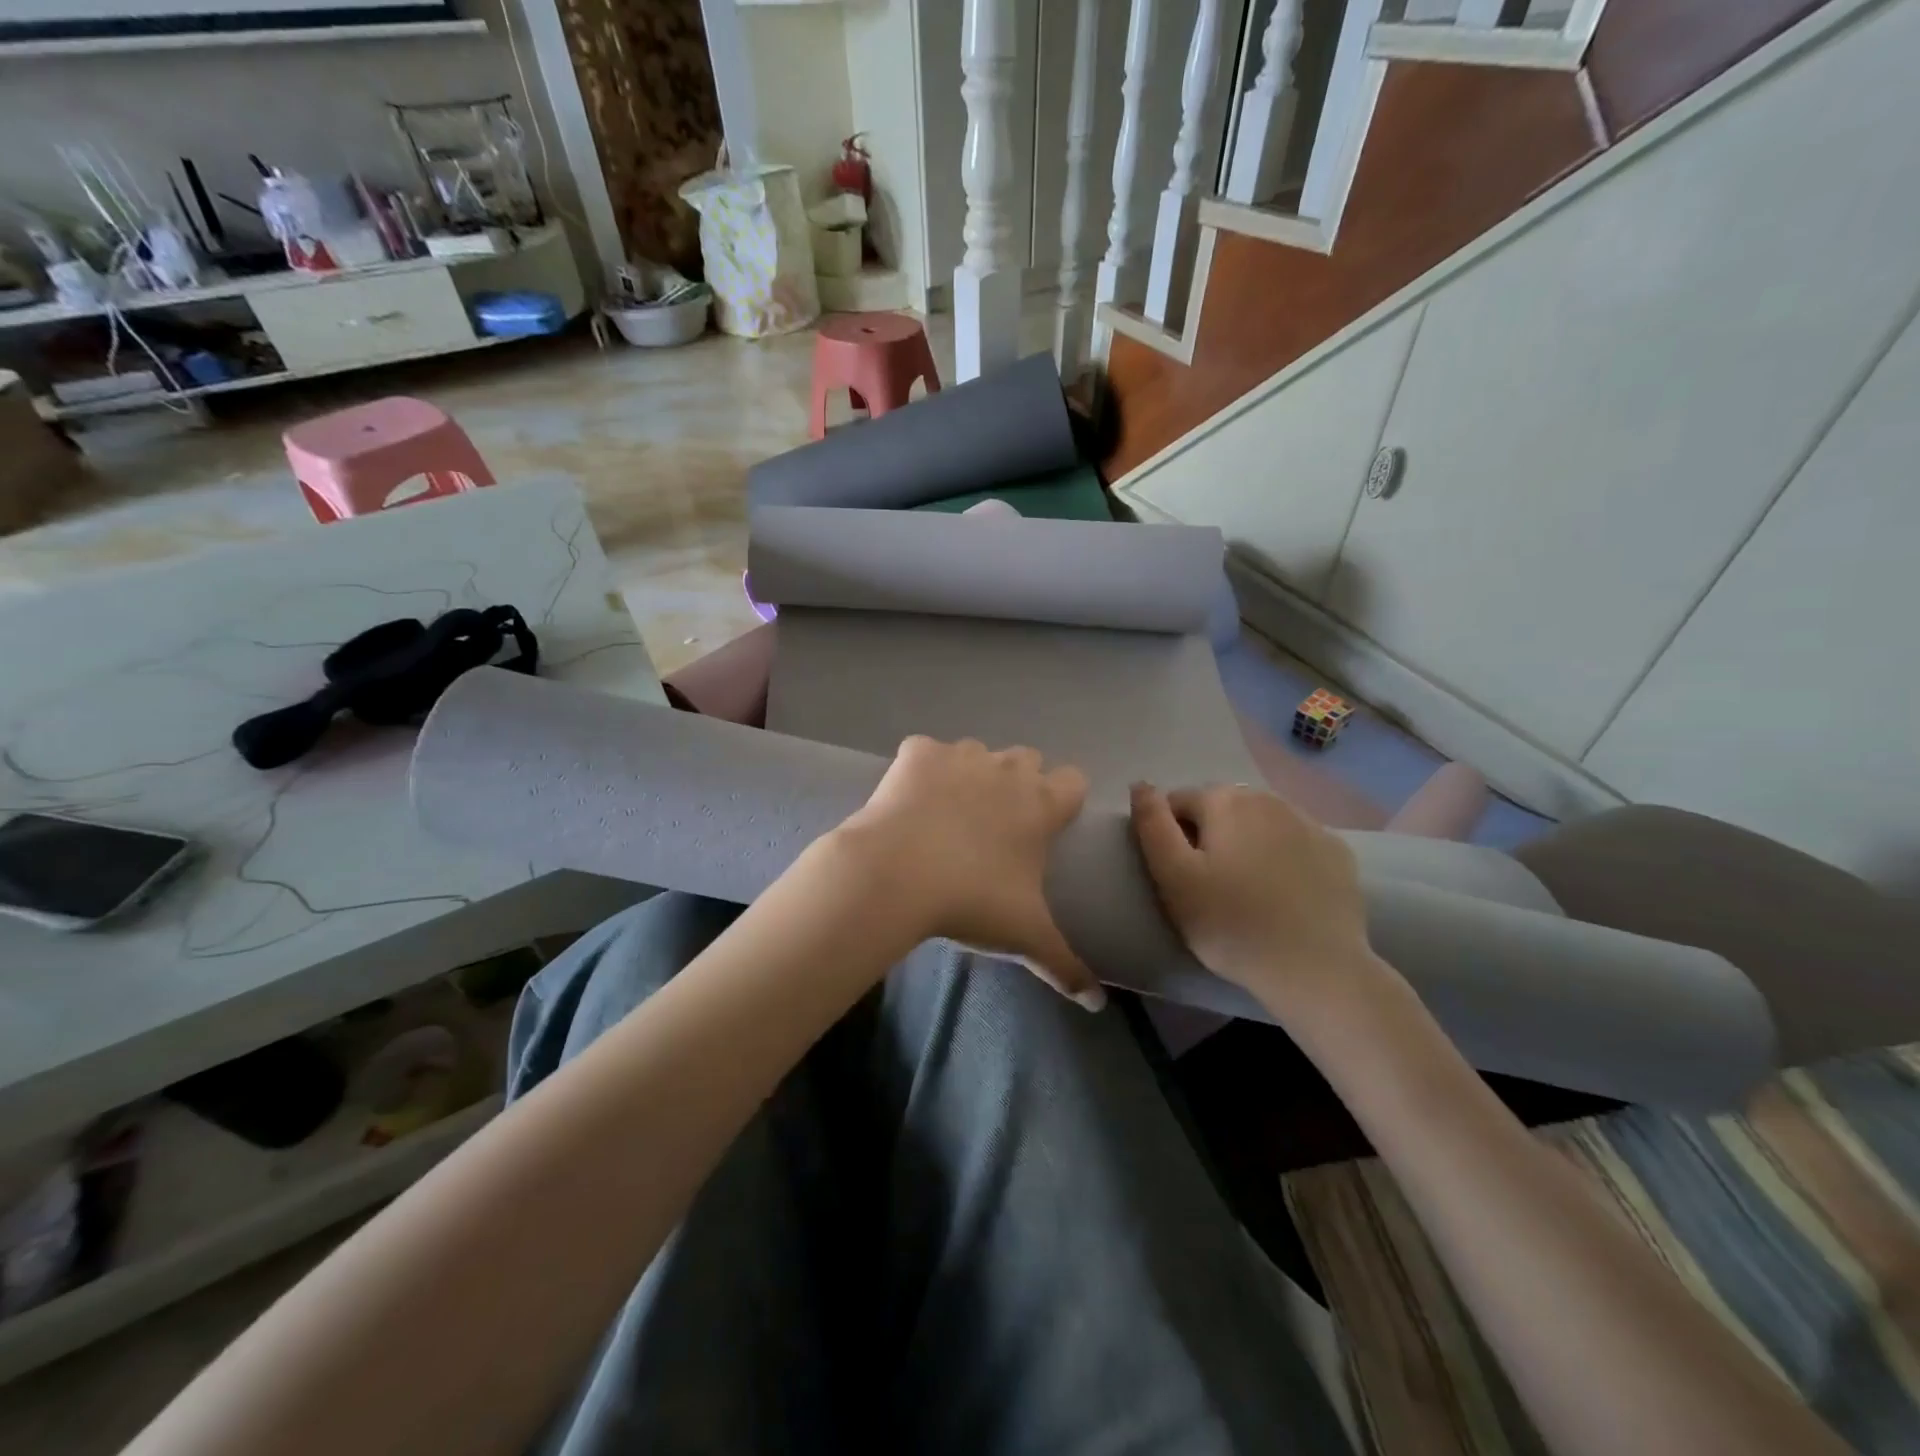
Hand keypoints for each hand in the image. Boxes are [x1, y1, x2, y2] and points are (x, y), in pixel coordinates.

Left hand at [833, 737, 1102, 1008]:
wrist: (894, 874)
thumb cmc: (970, 901)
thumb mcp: (1024, 937)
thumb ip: (1067, 966)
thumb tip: (1098, 1003)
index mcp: (1040, 804)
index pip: (1074, 780)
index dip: (1064, 800)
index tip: (1048, 827)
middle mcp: (1006, 768)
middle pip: (1027, 759)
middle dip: (1019, 784)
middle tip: (997, 826)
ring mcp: (960, 755)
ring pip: (978, 753)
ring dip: (972, 775)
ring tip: (949, 816)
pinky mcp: (917, 752)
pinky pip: (927, 753)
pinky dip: (923, 771)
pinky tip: (910, 804)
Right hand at [1130, 782, 1385, 1023]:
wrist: (1316, 969)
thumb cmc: (1231, 924)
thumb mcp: (1173, 878)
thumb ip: (1152, 825)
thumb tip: (1140, 785)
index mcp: (1225, 800)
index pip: (1177, 803)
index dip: (1170, 838)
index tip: (1179, 877)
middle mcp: (1268, 798)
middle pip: (1221, 809)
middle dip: (1209, 837)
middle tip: (1210, 887)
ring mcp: (1309, 822)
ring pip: (1259, 824)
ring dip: (1246, 844)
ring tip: (1246, 891)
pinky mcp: (1337, 852)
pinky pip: (1295, 844)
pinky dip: (1283, 858)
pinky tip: (1284, 894)